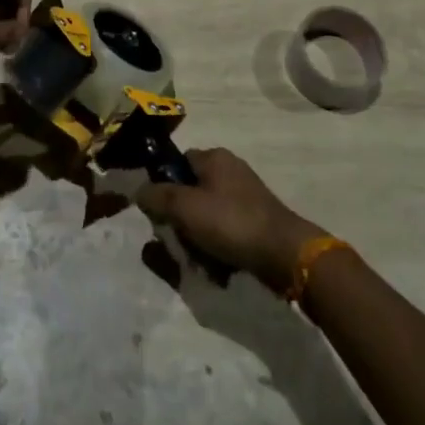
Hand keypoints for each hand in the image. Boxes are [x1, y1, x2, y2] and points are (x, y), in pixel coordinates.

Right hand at [135, 148, 324, 293]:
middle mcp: (230, 170)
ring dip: (198, 238)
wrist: (284, 253)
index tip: (159, 212)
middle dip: (182, 220)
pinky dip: (218, 247)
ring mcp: (246, 195)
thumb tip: (140, 190)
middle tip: (179, 241)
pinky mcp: (256, 220)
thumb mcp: (185, 207)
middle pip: (191, 192)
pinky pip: (226, 231)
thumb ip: (158, 196)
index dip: (164, 186)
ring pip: (207, 215)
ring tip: (199, 260)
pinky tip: (218, 267)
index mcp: (214, 157)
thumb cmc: (230, 222)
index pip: (177, 163)